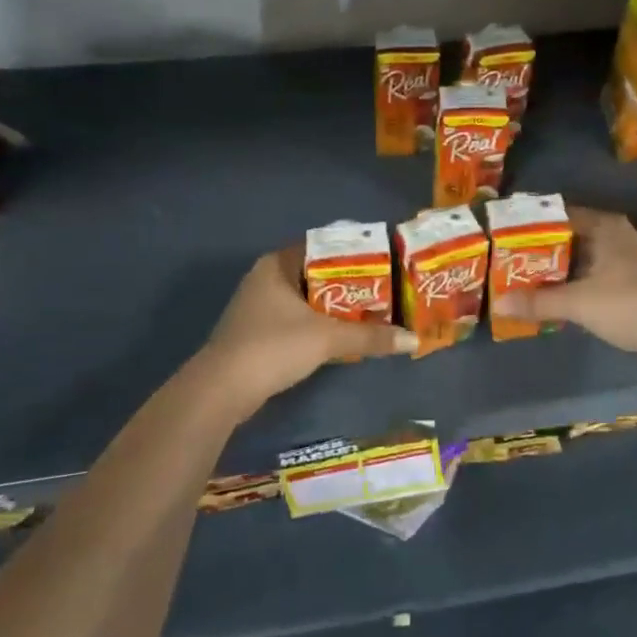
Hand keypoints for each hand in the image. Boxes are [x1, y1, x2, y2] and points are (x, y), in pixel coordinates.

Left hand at [199, 247, 414, 411]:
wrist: (222, 390)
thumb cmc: (273, 347)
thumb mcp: (327, 339)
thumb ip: (370, 337)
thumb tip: (414, 340)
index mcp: (277, 265)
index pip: (322, 246)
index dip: (353, 253)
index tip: (383, 262)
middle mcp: (265, 278)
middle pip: (316, 273)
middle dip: (348, 283)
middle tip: (383, 289)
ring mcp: (256, 306)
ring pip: (305, 298)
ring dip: (333, 307)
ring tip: (370, 311)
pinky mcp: (255, 333)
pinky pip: (295, 319)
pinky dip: (317, 324)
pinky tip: (340, 336)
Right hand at [493, 208, 636, 371]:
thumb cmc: (628, 304)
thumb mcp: (577, 302)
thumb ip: (538, 301)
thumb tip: (498, 304)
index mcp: (604, 226)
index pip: (559, 215)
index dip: (532, 225)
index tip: (506, 235)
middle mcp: (617, 235)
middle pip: (570, 237)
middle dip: (542, 250)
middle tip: (508, 260)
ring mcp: (628, 259)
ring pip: (583, 258)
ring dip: (559, 270)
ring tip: (524, 279)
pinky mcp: (634, 283)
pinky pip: (595, 276)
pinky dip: (575, 284)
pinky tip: (555, 298)